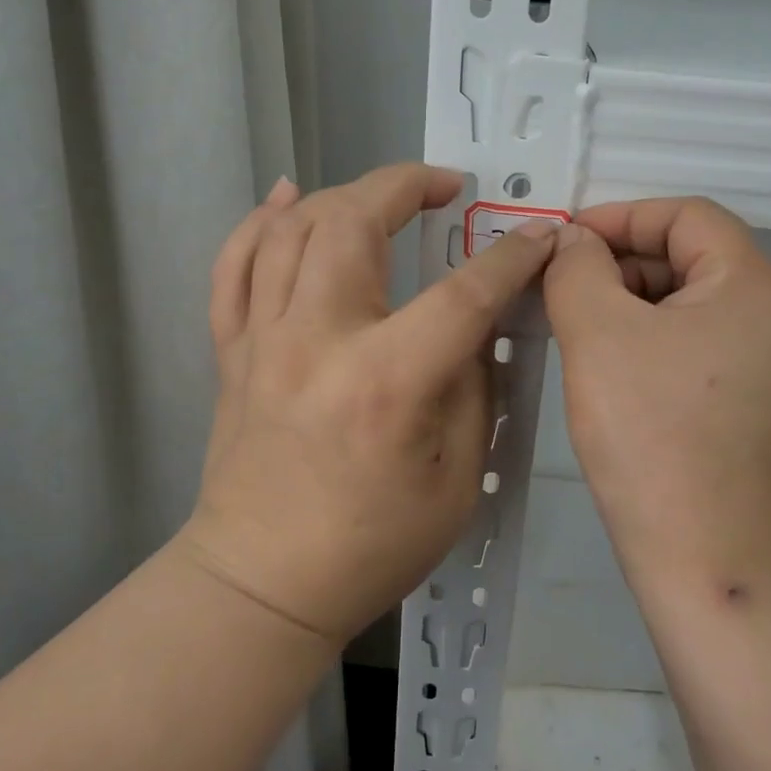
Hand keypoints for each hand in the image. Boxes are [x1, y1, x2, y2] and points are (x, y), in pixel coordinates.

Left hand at [179, 164, 556, 641]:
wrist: (263, 585)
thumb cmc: (372, 546)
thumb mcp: (457, 478)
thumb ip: (472, 387)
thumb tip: (475, 324)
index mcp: (385, 382)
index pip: (461, 294)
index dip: (509, 259)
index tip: (538, 236)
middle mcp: (316, 342)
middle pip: (352, 223)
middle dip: (405, 185)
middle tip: (444, 187)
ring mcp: (263, 341)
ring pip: (290, 230)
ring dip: (342, 194)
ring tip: (381, 194)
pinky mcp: (232, 352)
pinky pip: (234, 266)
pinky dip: (259, 222)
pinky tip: (287, 196)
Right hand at [543, 197, 770, 589]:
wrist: (705, 556)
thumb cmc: (650, 434)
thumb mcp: (597, 333)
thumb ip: (577, 267)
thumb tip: (573, 242)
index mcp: (760, 285)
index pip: (687, 216)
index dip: (620, 218)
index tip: (564, 243)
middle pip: (694, 256)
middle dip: (623, 263)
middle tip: (564, 291)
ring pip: (695, 300)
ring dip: (635, 301)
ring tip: (581, 329)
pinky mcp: (765, 397)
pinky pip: (704, 341)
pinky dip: (656, 337)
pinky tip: (614, 363)